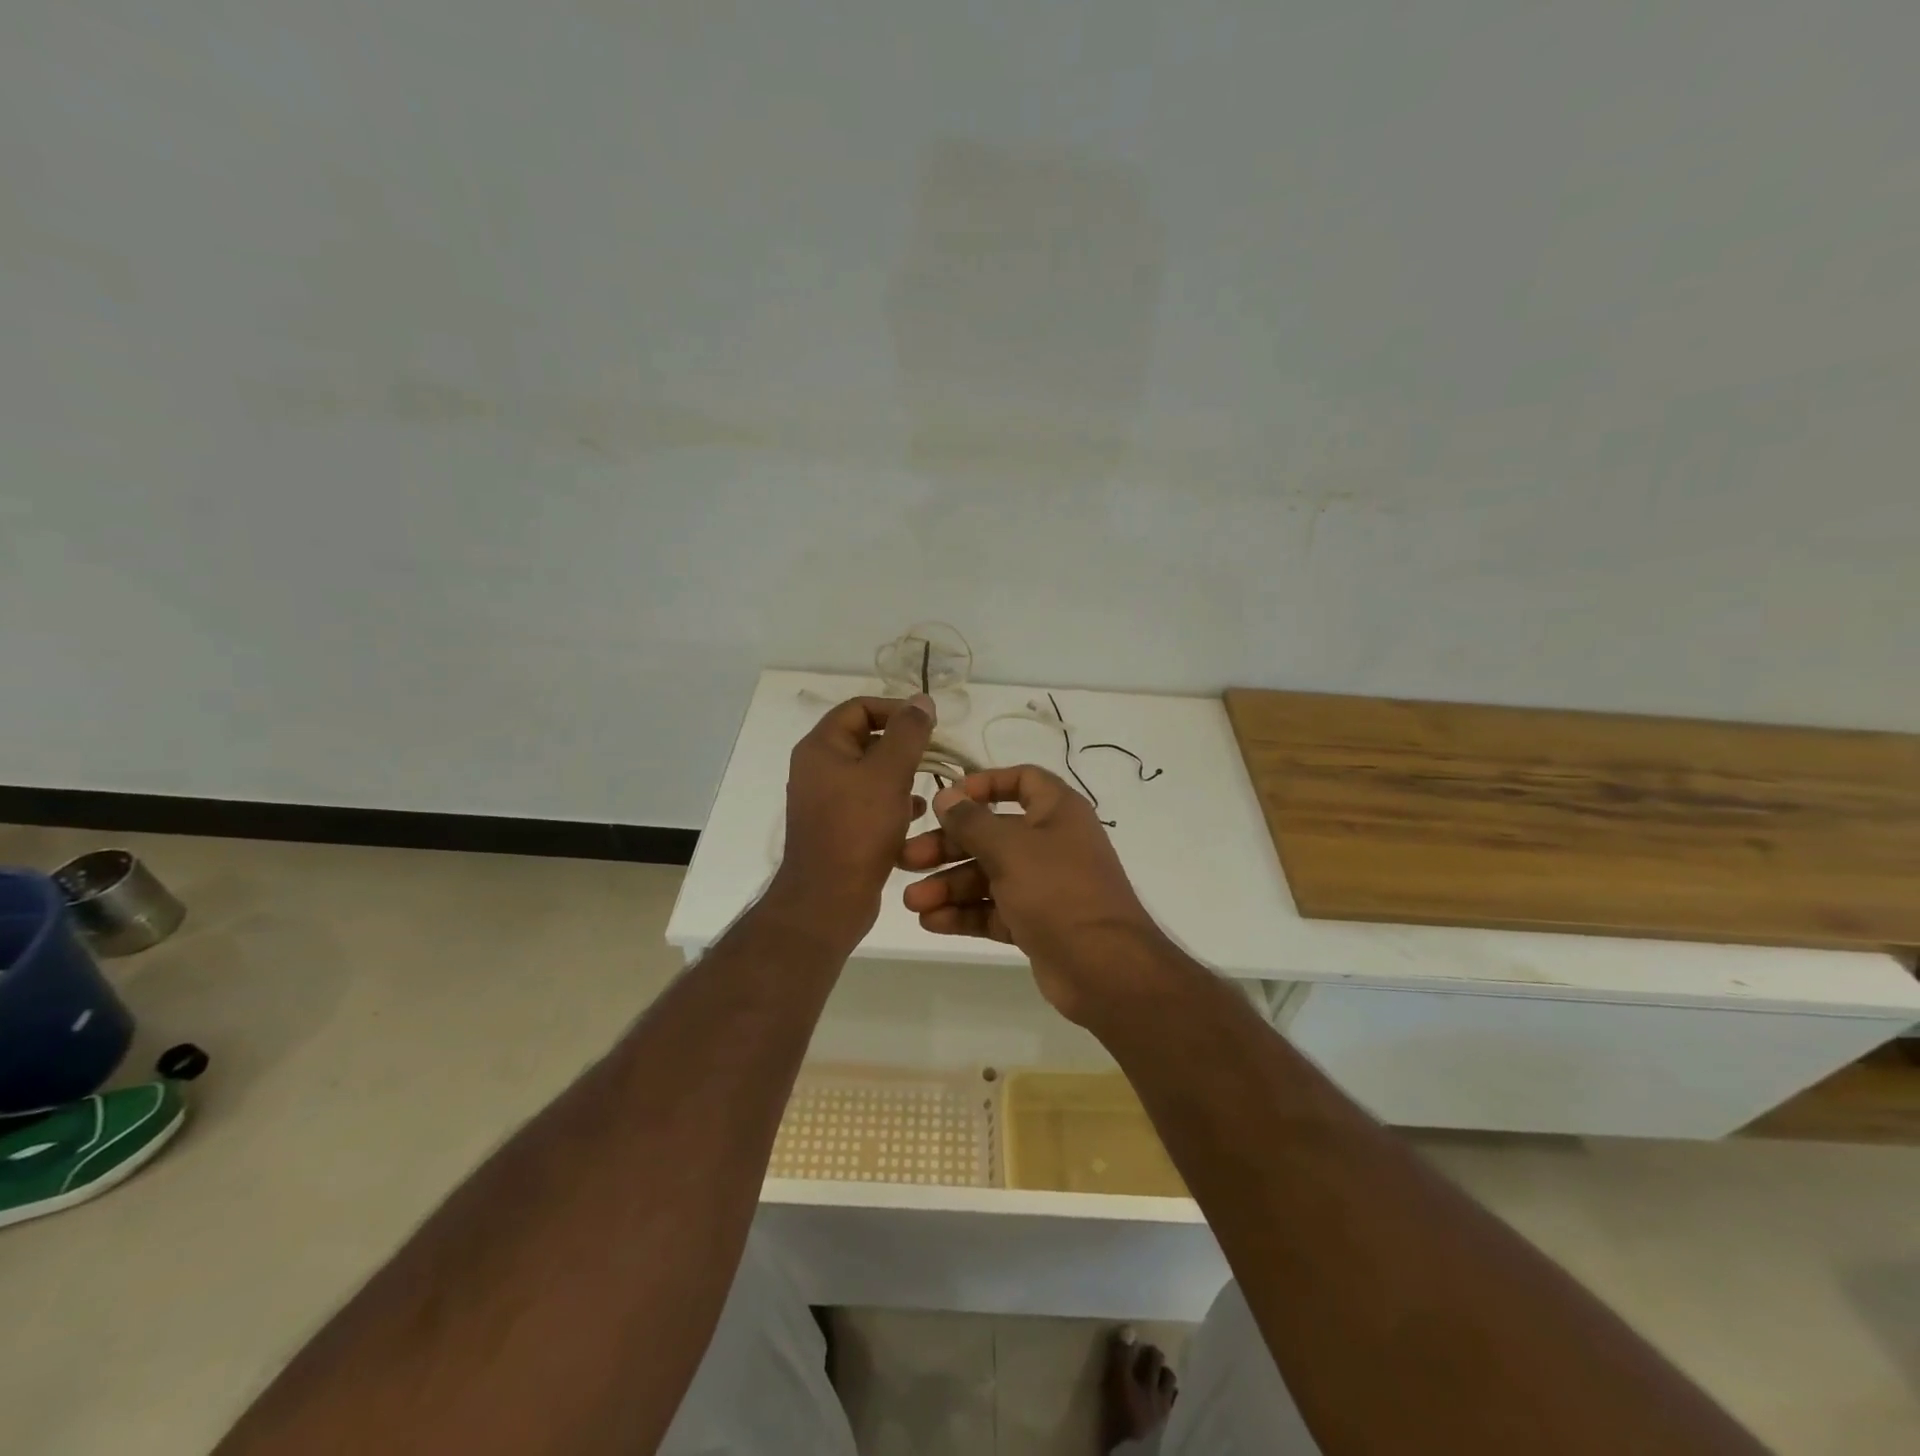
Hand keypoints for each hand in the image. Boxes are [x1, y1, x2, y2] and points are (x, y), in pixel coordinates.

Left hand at [767, 694, 935, 947]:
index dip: (895, 709)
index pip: (859, 707)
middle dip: (902, 744)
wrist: (829, 899)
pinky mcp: (837, 826)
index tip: (928, 725)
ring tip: (928, 786)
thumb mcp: (889, 773)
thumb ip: (908, 733)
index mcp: (821, 747)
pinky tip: (916, 814)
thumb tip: (921, 701)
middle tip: (933, 755)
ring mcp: (825, 799)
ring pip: (870, 772)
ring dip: (900, 774)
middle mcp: (817, 768)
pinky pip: (868, 801)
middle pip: (865, 738)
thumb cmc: (858, 829)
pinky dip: (892, 801)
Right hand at [899, 766, 1174, 1023]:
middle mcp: (1051, 843)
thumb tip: (947, 796)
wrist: (1103, 968)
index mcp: (1057, 811)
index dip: (983, 784)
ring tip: (912, 902)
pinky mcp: (1035, 922)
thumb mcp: (1010, 848)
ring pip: (988, 875)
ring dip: (949, 885)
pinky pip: (994, 909)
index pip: (1021, 781)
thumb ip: (972, 821)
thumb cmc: (1057, 891)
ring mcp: (1044, 885)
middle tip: (907, 859)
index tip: (947, 799)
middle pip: (992, 833)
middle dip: (948, 846)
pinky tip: (932, 921)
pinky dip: (965, 913)